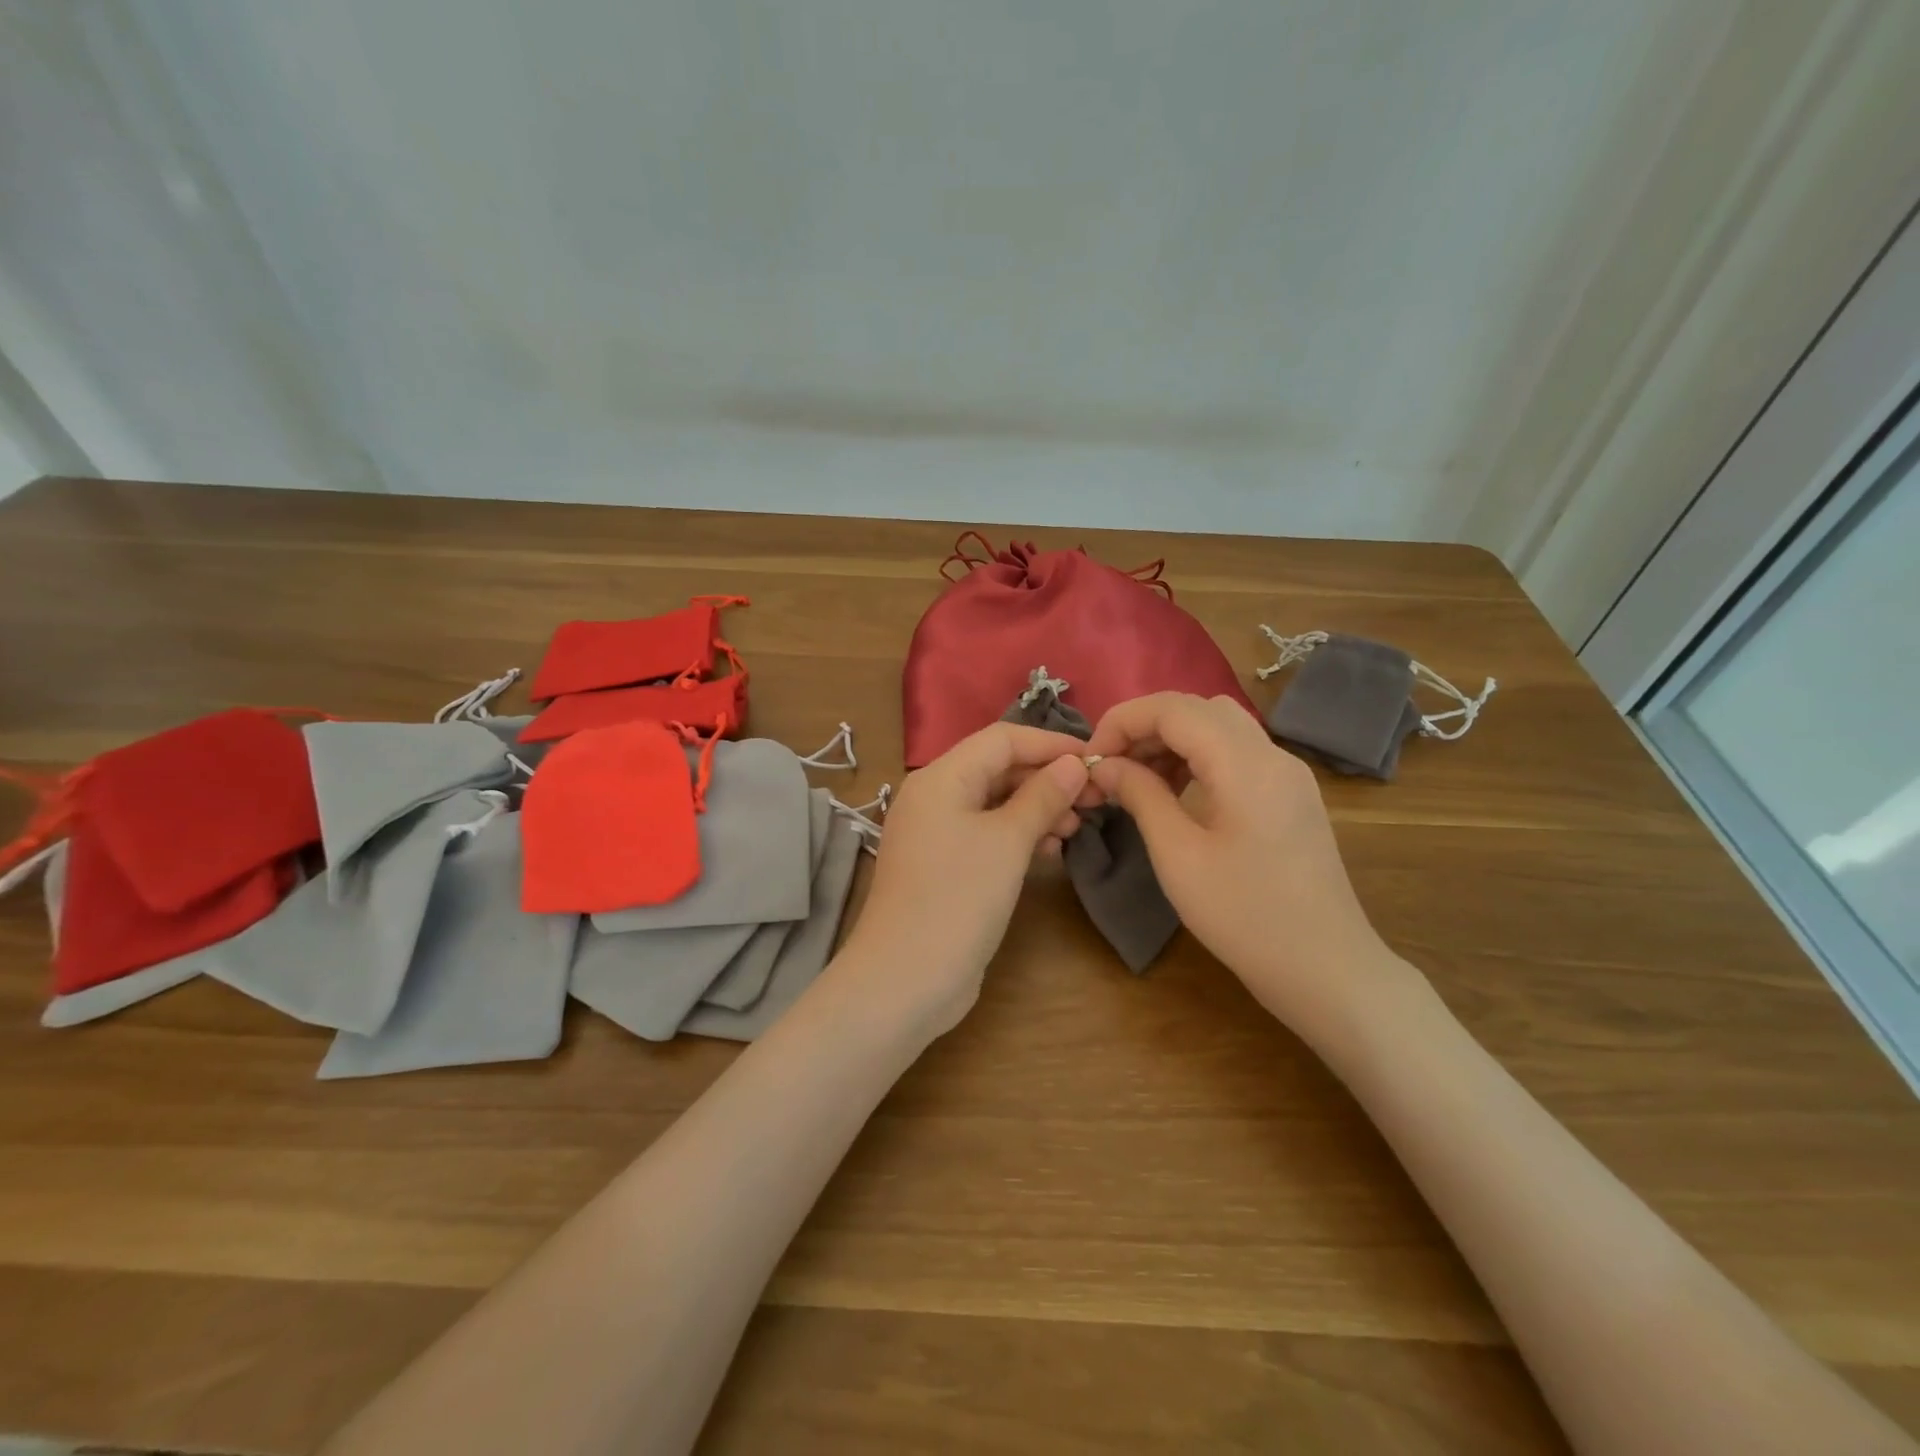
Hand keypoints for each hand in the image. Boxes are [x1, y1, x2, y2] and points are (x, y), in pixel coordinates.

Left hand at [839, 722, 1090, 1039]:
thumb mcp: (1007, 842)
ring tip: (1077, 827)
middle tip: (1094, 798)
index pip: (1001, 739)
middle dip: (1046, 778)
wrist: (905, 979)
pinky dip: (1019, 835)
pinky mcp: (945, 865)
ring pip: (995, 803)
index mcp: (941, 778)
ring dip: (1037, 808)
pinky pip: (987, 833)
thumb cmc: (958, 899)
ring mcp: (936, 833)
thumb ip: (1042, 797)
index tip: (1095, 758)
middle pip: (997, 769)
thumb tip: (1074, 763)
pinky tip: (1051, 849)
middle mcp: (934, 797)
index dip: (1050, 744)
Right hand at [1083, 692, 1406, 1032]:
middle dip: (1145, 727)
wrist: (1326, 970)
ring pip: (1218, 727)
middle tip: (1109, 767)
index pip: (1174, 708)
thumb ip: (1140, 796)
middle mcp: (1272, 754)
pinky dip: (1197, 758)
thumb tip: (1104, 765)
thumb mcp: (1178, 856)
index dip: (1123, 721)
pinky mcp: (1291, 795)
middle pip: (1198, 709)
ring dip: (1171, 740)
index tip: (1091, 758)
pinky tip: (1174, 792)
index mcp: (1245, 764)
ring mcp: (1287, 774)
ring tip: (1135, 779)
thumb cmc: (1245, 916)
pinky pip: (1236, 753)